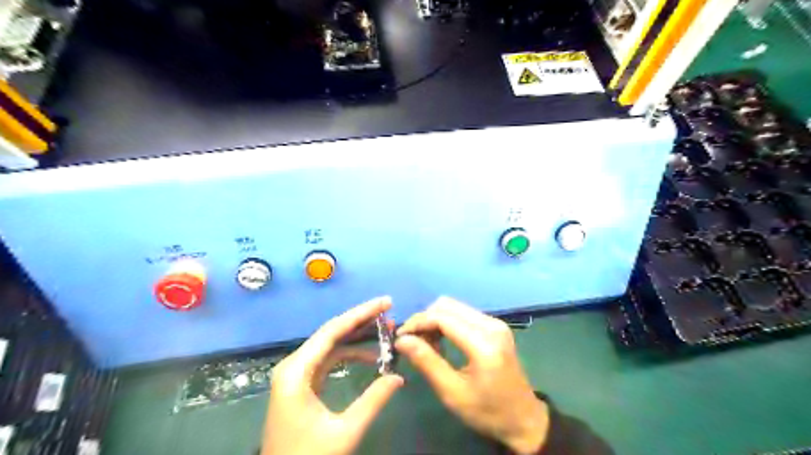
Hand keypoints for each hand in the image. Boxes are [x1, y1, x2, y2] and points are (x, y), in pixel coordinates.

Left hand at [263, 299, 405, 454]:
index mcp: (297, 371)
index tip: (386, 303)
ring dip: (357, 337)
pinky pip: (328, 359)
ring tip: (385, 332)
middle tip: (389, 312)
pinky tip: (369, 355)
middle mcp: (293, 365)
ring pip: (330, 345)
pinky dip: (349, 354)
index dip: (361, 313)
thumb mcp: (345, 431)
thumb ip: (373, 400)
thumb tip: (399, 377)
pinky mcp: (301, 383)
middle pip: (331, 333)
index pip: (333, 331)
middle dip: (362, 321)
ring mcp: (296, 374)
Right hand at [395, 297, 546, 453]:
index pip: (442, 317)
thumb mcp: (452, 393)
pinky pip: (463, 314)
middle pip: (447, 305)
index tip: (399, 336)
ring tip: (427, 345)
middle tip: (413, 342)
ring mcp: (495, 322)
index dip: (417, 322)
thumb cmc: (487, 411)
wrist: (523, 418)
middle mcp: (491, 324)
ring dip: (435, 320)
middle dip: (425, 319)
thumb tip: (402, 340)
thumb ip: (427, 362)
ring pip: (454, 307)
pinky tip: (442, 342)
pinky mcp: (495, 325)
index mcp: (483, 343)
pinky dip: (447, 322)